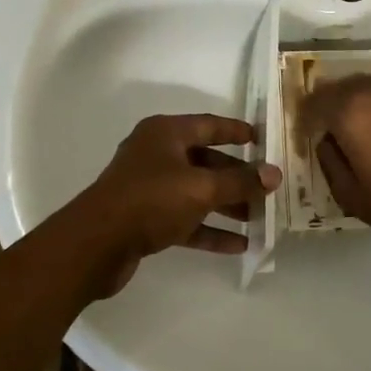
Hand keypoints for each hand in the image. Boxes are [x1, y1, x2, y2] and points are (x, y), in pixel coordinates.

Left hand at [74, 114, 280, 290]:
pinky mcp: (144, 219)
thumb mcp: (202, 188)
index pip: (209, 125)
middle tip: (266, 188)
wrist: (95, 245)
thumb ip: (240, 182)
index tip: (262, 138)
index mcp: (165, 134)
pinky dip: (208, 229)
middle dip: (236, 177)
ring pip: (196, 192)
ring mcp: (148, 188)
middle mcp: (156, 155)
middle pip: (205, 161)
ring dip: (226, 205)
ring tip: (257, 219)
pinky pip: (184, 219)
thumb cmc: (151, 200)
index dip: (236, 131)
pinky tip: (237, 245)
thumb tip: (274, 174)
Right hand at [299, 72, 370, 254]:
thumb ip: (328, 160)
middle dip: (335, 109)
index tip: (310, 137)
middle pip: (343, 88)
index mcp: (351, 110)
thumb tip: (327, 139)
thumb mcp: (351, 196)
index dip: (307, 120)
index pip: (314, 102)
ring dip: (365, 105)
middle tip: (341, 137)